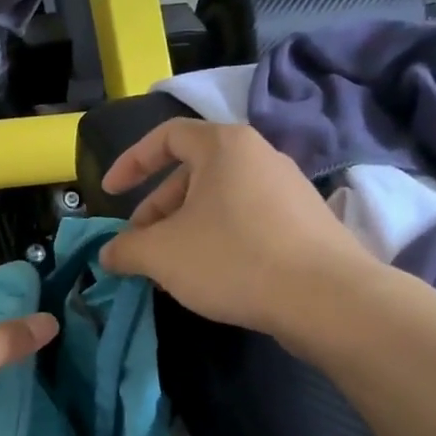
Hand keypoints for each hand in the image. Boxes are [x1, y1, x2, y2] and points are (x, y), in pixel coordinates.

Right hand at [99, 119, 372, 333]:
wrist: (326, 298)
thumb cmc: (233, 258)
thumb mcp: (161, 255)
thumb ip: (125, 249)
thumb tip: (109, 253)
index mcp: (224, 145)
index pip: (166, 137)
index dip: (131, 163)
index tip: (110, 194)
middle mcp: (259, 156)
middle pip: (192, 174)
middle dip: (157, 210)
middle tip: (141, 246)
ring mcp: (288, 189)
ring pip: (219, 201)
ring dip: (185, 230)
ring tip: (172, 269)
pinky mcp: (305, 222)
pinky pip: (247, 220)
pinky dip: (219, 240)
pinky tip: (213, 277)